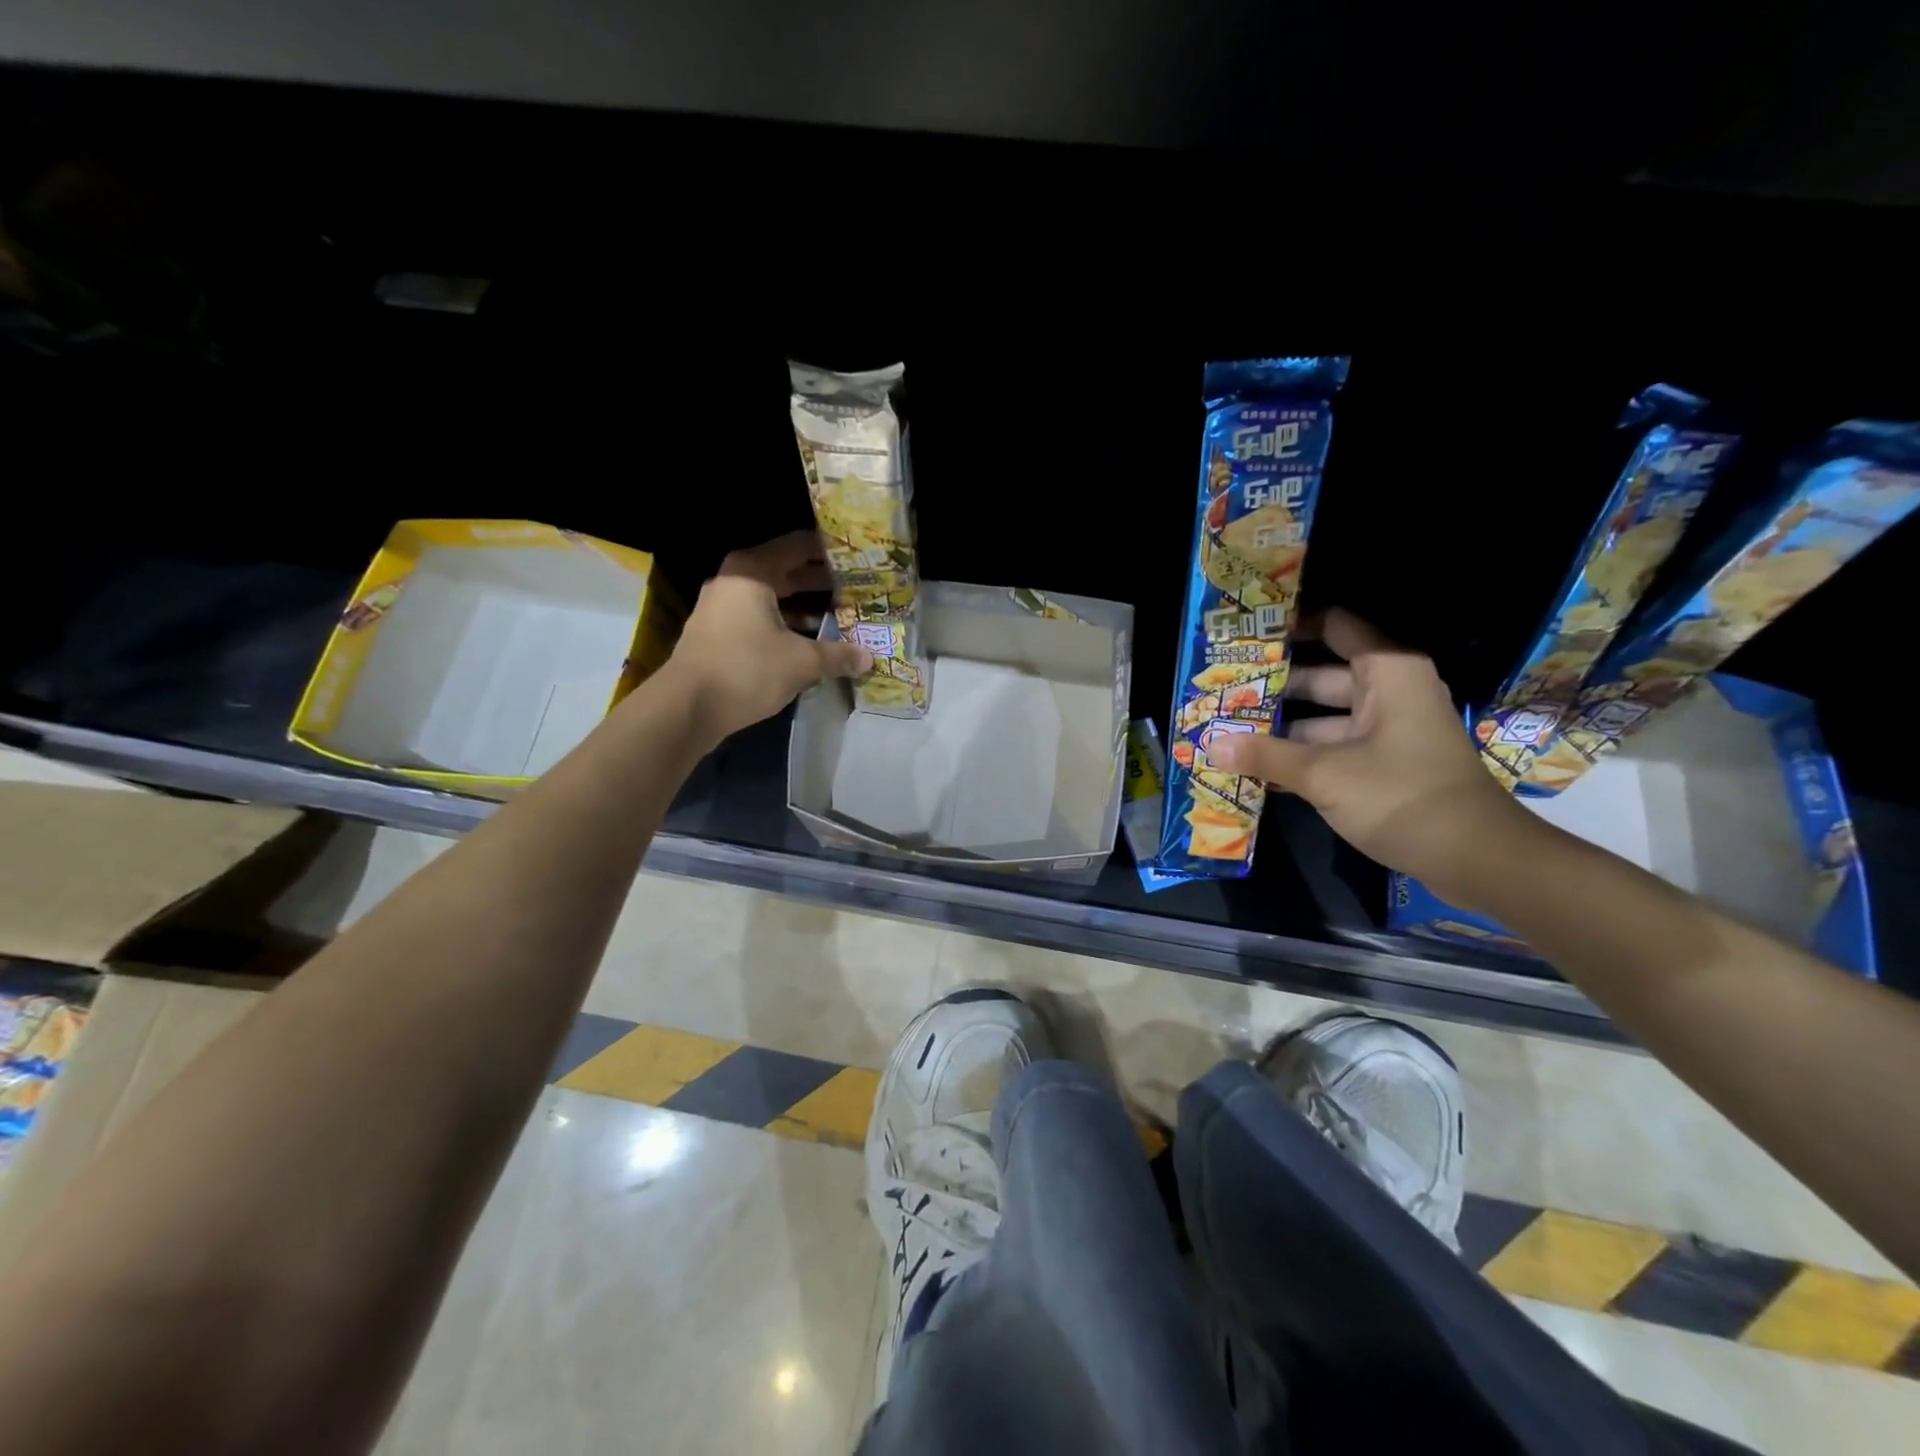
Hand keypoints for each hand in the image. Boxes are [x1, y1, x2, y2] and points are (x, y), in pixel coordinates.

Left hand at [662, 531, 871, 747]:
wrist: (687, 707)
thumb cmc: (746, 669)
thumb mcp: (800, 661)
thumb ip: (837, 655)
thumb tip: (869, 658)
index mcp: (752, 572)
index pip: (797, 546)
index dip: (828, 550)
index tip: (857, 555)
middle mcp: (735, 582)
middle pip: (785, 572)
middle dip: (821, 580)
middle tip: (859, 584)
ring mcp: (723, 609)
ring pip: (773, 599)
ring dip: (805, 606)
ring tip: (843, 612)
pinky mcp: (720, 635)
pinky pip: (761, 619)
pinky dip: (787, 625)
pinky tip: (813, 640)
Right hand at [1206, 608, 1531, 895]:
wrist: (1477, 858)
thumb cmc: (1403, 796)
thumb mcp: (1324, 775)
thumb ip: (1265, 756)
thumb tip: (1211, 745)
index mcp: (1387, 673)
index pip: (1335, 626)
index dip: (1291, 626)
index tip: (1246, 635)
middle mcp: (1388, 692)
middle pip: (1320, 676)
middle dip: (1272, 687)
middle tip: (1222, 693)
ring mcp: (1388, 729)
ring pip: (1323, 716)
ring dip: (1280, 728)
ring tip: (1227, 732)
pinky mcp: (1385, 763)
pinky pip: (1334, 746)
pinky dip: (1301, 754)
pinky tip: (1257, 768)